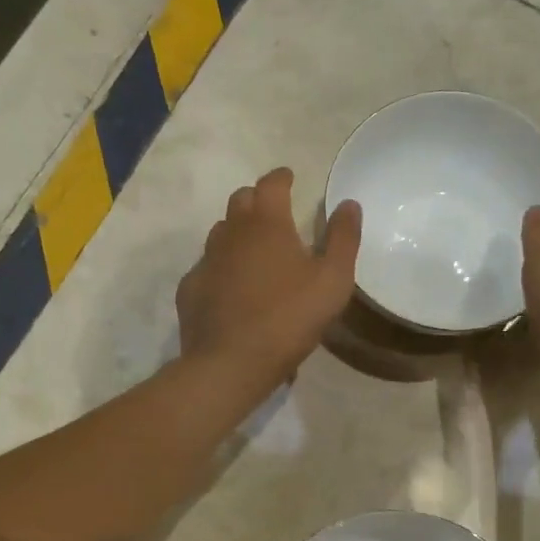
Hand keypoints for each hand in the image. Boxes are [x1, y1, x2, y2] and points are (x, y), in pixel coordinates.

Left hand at [176, 168, 360, 393]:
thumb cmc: (289, 318)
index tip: (290, 178)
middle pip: (241, 201)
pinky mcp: (190, 288)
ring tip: (254, 250)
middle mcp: (231, 233)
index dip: (282, 177)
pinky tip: (231, 287)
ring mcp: (206, 260)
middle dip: (258, 200)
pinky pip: (207, 266)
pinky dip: (221, 267)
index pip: (271, 184)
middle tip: (274, 213)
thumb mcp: (333, 280)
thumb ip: (343, 239)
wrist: (231, 363)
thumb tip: (349, 203)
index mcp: (267, 224)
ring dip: (238, 232)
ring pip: (221, 232)